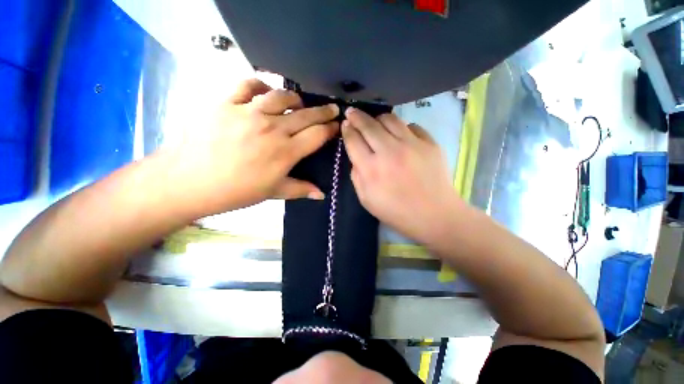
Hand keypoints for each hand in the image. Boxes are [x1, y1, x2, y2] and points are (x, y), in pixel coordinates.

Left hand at [171, 79, 339, 214]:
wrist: (190, 181)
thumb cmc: (236, 191)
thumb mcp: (273, 193)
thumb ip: (301, 189)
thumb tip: (322, 195)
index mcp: (285, 152)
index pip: (317, 135)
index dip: (330, 129)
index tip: (337, 126)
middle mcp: (272, 128)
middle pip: (306, 115)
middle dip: (324, 111)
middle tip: (332, 109)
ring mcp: (249, 112)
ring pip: (282, 96)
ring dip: (296, 99)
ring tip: (299, 103)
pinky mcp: (227, 103)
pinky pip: (248, 85)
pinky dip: (261, 86)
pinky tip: (265, 92)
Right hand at [342, 108, 462, 242]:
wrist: (434, 215)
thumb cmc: (396, 212)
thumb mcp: (366, 200)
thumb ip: (356, 176)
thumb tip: (356, 157)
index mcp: (371, 169)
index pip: (353, 140)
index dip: (347, 130)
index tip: (345, 124)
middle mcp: (389, 152)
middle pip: (368, 125)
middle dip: (357, 116)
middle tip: (352, 112)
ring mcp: (411, 144)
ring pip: (390, 119)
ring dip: (378, 118)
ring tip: (375, 122)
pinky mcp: (429, 143)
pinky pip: (411, 126)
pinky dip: (401, 127)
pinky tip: (399, 135)